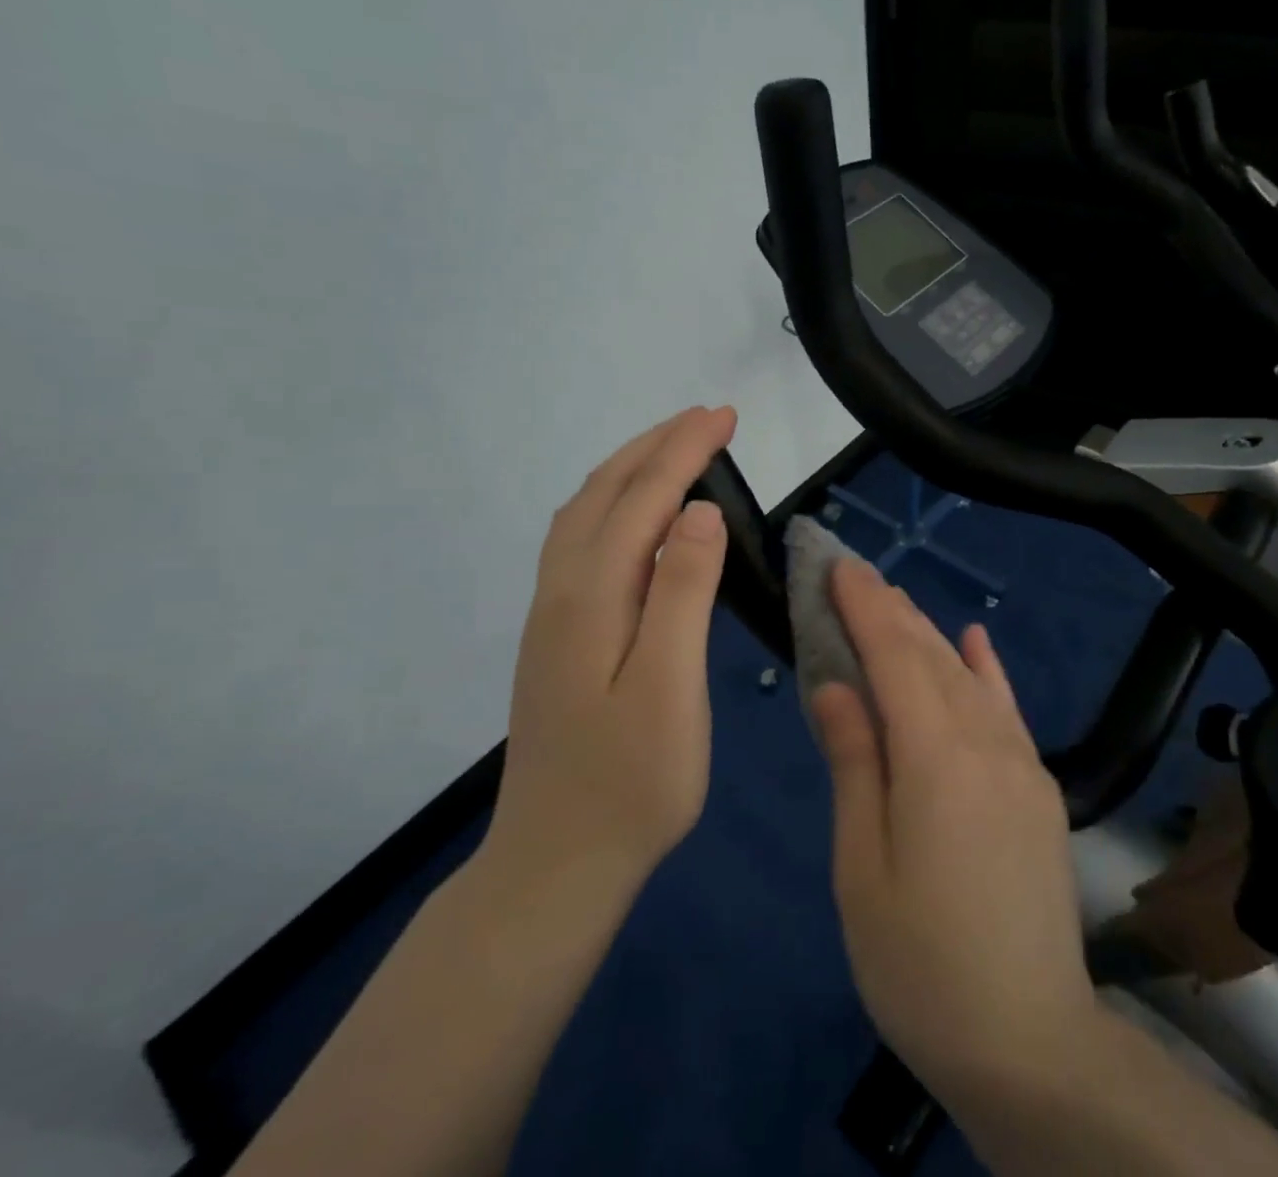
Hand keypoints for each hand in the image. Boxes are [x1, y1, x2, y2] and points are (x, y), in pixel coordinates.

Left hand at [482, 405, 736, 905]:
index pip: (644, 500)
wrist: (556, 862)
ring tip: (674, 448)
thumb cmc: (632, 783)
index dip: (685, 452)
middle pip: (604, 493)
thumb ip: (683, 594)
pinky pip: (580, 541)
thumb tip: (700, 511)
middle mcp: (562, 592)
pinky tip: (634, 516)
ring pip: (584, 514)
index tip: (725, 416)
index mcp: (592, 598)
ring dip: (629, 469)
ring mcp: (552, 614)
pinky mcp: (557, 635)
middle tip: (707, 418)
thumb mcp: (671, 689)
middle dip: (656, 446)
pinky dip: (612, 504)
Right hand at [812, 559, 1100, 1095]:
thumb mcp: (863, 867)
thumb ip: (855, 764)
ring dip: (927, 632)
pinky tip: (973, 638)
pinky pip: (1008, 708)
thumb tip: (836, 686)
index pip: (894, 658)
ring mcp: (1020, 762)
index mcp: (935, 759)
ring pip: (966, 676)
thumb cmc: (921, 963)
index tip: (839, 566)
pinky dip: (986, 668)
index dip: (864, 607)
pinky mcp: (1038, 787)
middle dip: (890, 610)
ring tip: (893, 599)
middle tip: (855, 573)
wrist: (1029, 1040)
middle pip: (931, 657)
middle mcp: (985, 743)